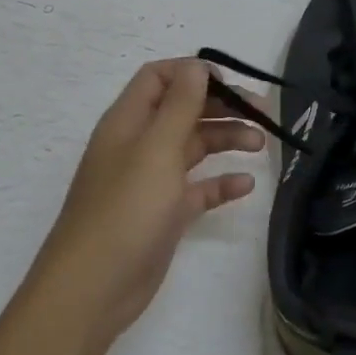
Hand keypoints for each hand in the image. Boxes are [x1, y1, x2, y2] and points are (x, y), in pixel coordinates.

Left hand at [29, 58, 261, 346]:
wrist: (93, 289)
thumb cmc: (126, 210)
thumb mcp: (157, 149)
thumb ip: (180, 104)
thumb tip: (198, 65)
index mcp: (129, 121)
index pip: (160, 78)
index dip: (194, 73)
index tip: (230, 84)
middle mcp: (139, 145)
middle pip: (184, 110)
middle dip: (222, 106)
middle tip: (263, 114)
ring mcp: (151, 180)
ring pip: (194, 146)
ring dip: (227, 140)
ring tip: (261, 145)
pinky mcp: (164, 213)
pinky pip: (198, 188)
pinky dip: (221, 182)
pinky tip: (246, 185)